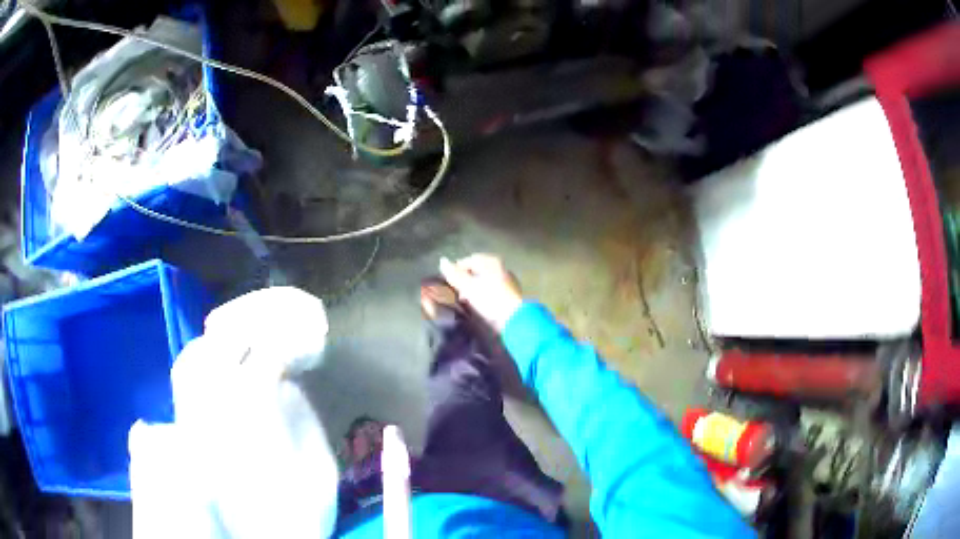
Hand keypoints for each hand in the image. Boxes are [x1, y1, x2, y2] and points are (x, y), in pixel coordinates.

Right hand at [440, 254, 523, 330]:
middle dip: (466, 278)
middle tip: (457, 290)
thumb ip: (454, 274)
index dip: (458, 269)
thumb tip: (442, 261)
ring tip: (466, 299)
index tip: (450, 281)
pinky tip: (480, 303)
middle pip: (479, 269)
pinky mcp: (512, 293)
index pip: (470, 260)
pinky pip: (493, 288)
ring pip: (486, 279)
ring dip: (475, 287)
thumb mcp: (468, 286)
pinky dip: (484, 293)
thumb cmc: (490, 299)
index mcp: (492, 262)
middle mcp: (501, 267)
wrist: (515, 317)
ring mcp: (508, 280)